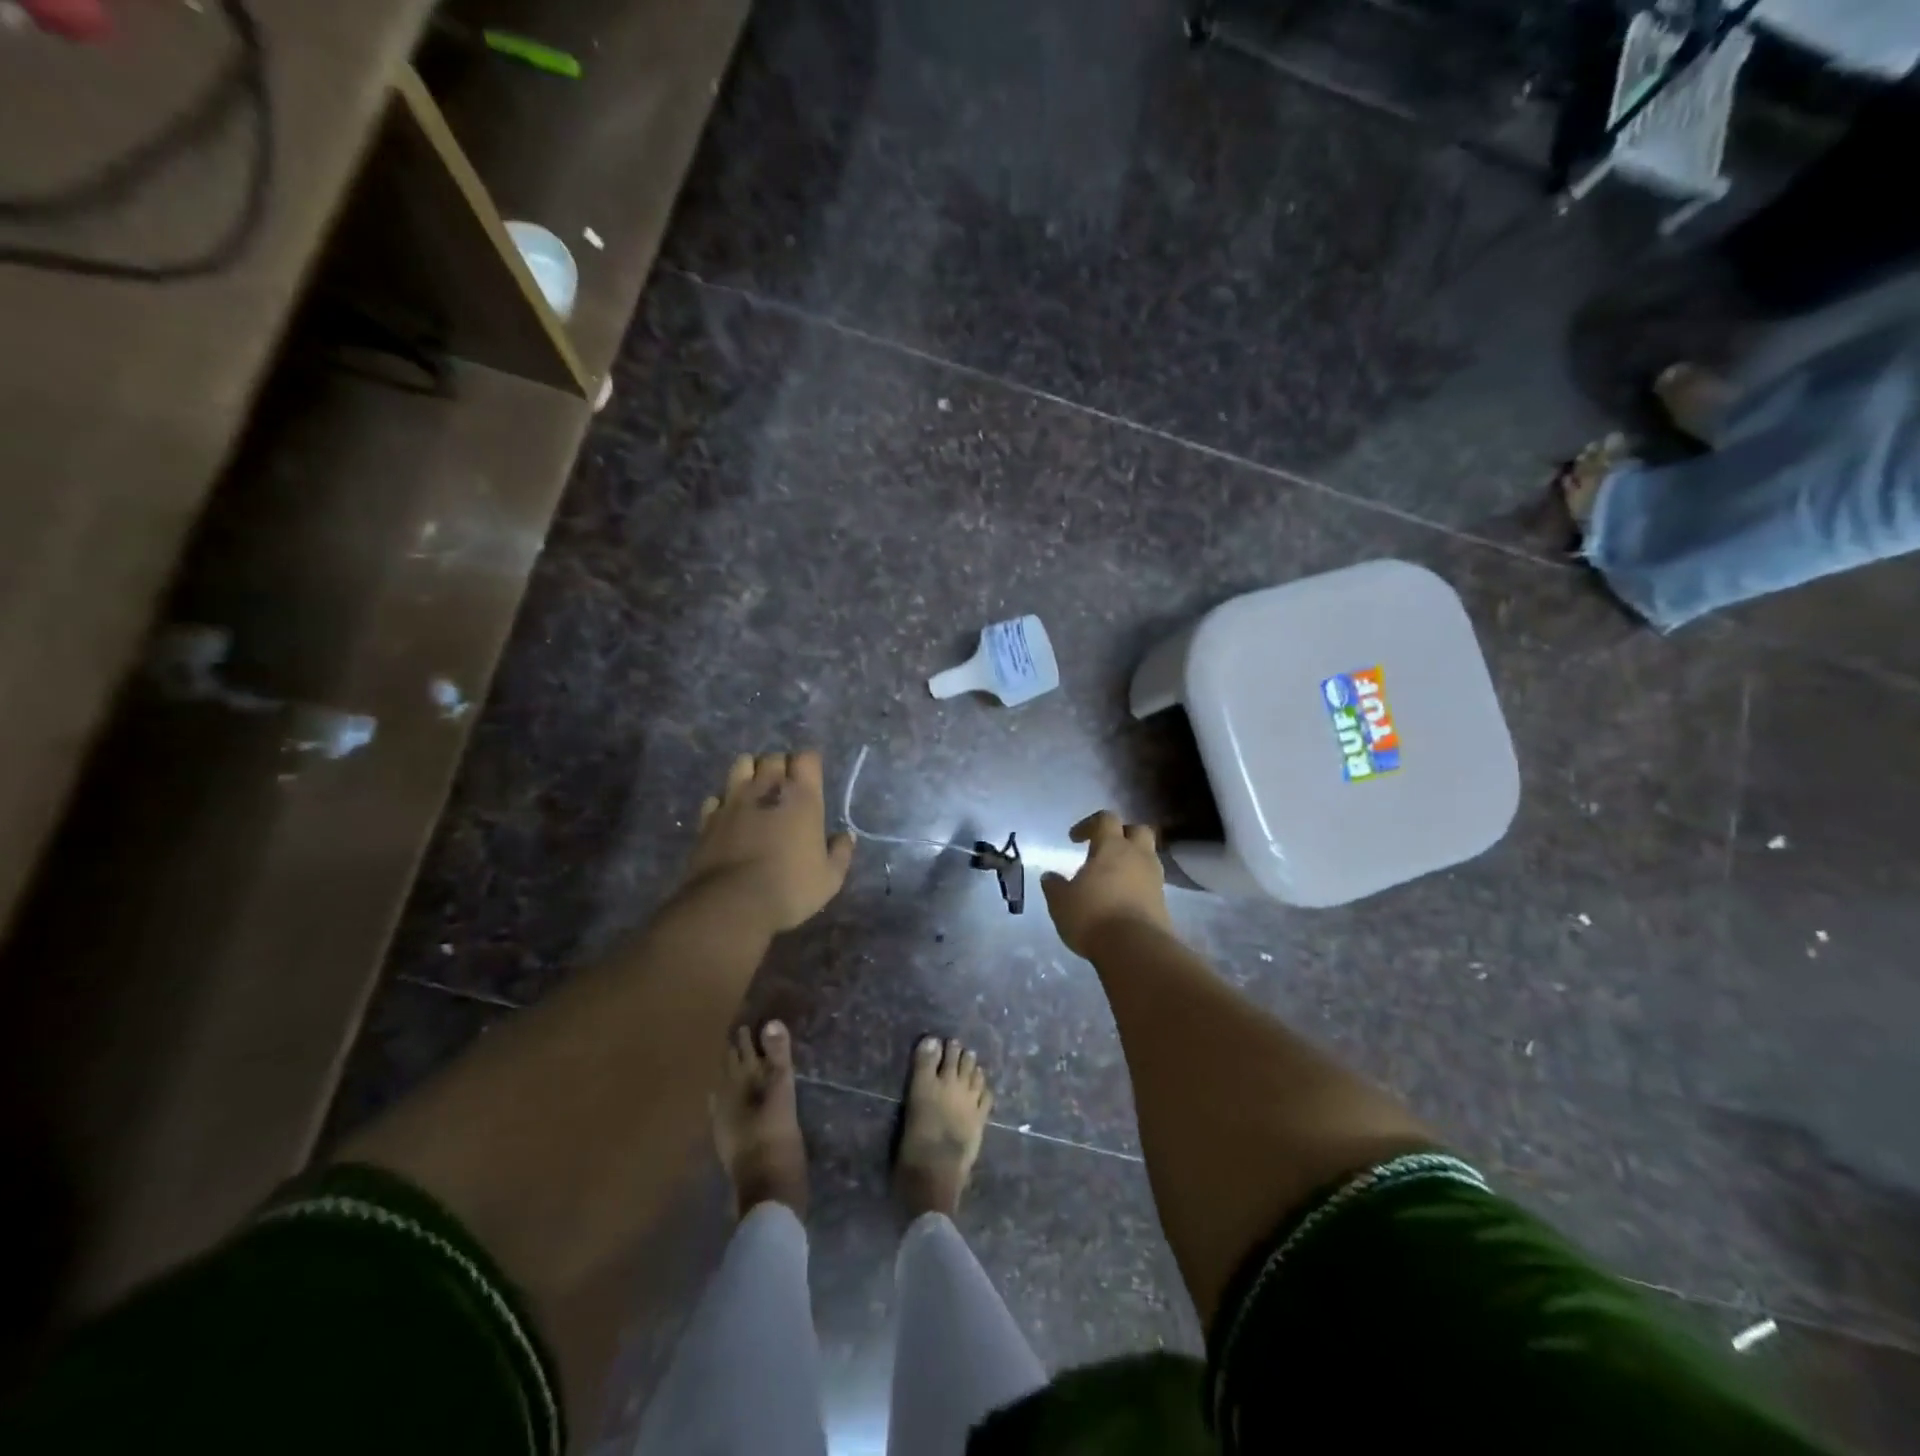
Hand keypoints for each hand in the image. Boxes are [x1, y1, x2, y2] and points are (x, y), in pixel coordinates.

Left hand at [680, 751, 853, 932]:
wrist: (732, 904)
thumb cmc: (790, 888)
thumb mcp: (830, 878)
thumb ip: (840, 852)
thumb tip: (846, 836)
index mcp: (802, 797)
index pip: (807, 758)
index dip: (809, 765)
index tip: (812, 782)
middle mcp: (767, 789)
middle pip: (773, 757)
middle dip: (781, 766)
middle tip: (786, 788)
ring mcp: (733, 800)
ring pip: (741, 765)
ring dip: (751, 772)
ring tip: (756, 792)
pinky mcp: (707, 818)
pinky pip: (716, 797)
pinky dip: (724, 801)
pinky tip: (730, 816)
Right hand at [1040, 811, 1172, 957]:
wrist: (1135, 949)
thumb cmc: (1093, 915)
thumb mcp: (1061, 902)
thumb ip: (1054, 886)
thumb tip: (1050, 876)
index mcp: (1112, 847)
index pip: (1106, 819)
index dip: (1089, 824)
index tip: (1074, 839)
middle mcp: (1138, 856)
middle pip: (1138, 830)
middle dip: (1122, 835)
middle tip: (1104, 850)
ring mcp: (1155, 879)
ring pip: (1147, 857)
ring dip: (1132, 861)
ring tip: (1112, 879)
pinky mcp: (1163, 902)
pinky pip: (1150, 883)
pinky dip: (1137, 885)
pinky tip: (1121, 900)